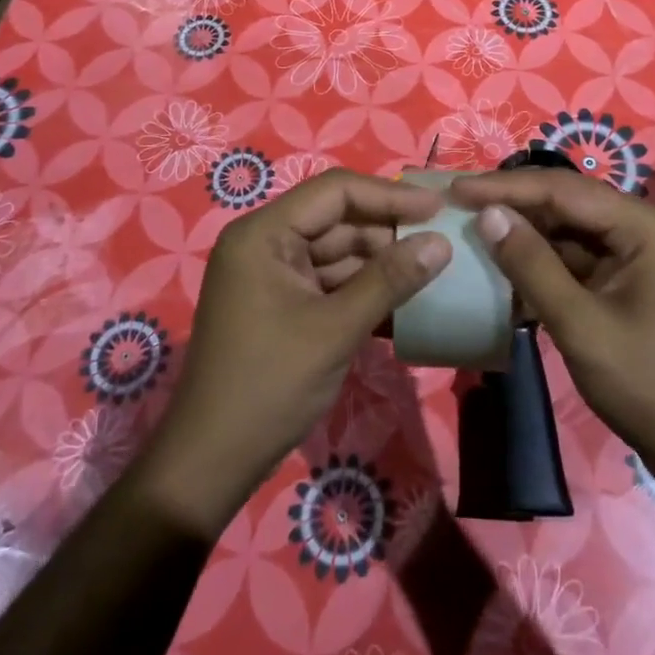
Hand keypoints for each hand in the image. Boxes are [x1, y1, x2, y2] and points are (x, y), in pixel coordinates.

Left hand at [142, 170, 448, 532]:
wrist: (211, 463)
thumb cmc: (269, 386)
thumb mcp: (335, 330)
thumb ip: (389, 281)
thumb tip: (441, 244)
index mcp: (264, 234)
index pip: (335, 192)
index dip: (389, 195)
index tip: (438, 207)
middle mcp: (266, 243)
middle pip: (338, 220)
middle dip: (389, 231)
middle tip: (443, 241)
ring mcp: (273, 275)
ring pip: (339, 252)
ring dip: (383, 263)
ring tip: (435, 268)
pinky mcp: (284, 304)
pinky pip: (331, 282)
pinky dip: (365, 290)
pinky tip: (407, 301)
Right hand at [450, 168, 654, 494]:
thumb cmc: (651, 386)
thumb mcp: (582, 326)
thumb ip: (533, 266)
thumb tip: (488, 215)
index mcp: (644, 227)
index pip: (563, 189)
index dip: (506, 187)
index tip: (455, 189)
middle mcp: (643, 230)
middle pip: (567, 204)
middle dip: (513, 206)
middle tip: (458, 205)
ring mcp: (638, 259)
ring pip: (570, 233)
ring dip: (526, 237)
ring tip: (472, 234)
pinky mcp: (629, 286)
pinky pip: (579, 263)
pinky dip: (544, 267)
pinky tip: (506, 275)